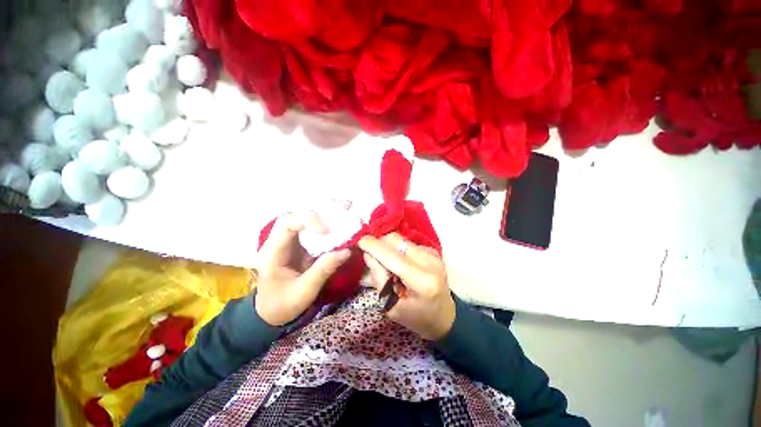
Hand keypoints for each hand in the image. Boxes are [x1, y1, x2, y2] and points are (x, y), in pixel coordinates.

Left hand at [256, 212, 350, 325]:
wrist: (272, 312)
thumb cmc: (283, 304)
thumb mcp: (304, 291)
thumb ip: (323, 270)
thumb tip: (347, 250)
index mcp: (273, 251)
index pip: (286, 223)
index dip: (308, 220)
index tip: (326, 231)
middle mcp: (281, 240)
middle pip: (298, 214)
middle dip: (321, 208)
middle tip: (345, 206)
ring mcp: (292, 241)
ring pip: (307, 218)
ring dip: (327, 211)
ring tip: (347, 207)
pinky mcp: (302, 244)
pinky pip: (315, 229)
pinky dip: (329, 222)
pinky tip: (342, 219)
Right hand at [358, 233, 455, 339]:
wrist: (444, 316)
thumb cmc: (416, 318)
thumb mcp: (391, 305)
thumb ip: (379, 278)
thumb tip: (368, 253)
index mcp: (421, 281)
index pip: (391, 256)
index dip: (373, 246)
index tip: (359, 241)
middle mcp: (430, 262)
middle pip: (396, 240)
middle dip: (379, 244)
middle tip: (373, 257)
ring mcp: (433, 254)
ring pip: (401, 239)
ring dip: (388, 247)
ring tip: (388, 264)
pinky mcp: (433, 250)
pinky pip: (407, 243)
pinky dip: (398, 250)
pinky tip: (400, 263)